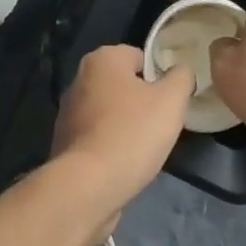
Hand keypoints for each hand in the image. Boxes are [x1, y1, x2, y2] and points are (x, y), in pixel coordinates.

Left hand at [50, 45, 195, 234]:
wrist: (87, 188)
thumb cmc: (132, 133)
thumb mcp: (171, 100)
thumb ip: (181, 77)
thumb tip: (181, 70)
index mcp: (103, 59)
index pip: (140, 57)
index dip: (160, 78)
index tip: (170, 102)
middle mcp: (80, 79)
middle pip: (124, 84)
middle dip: (142, 102)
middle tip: (160, 125)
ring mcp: (67, 112)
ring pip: (110, 112)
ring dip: (126, 125)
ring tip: (143, 148)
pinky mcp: (63, 144)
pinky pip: (97, 137)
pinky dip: (110, 146)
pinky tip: (123, 164)